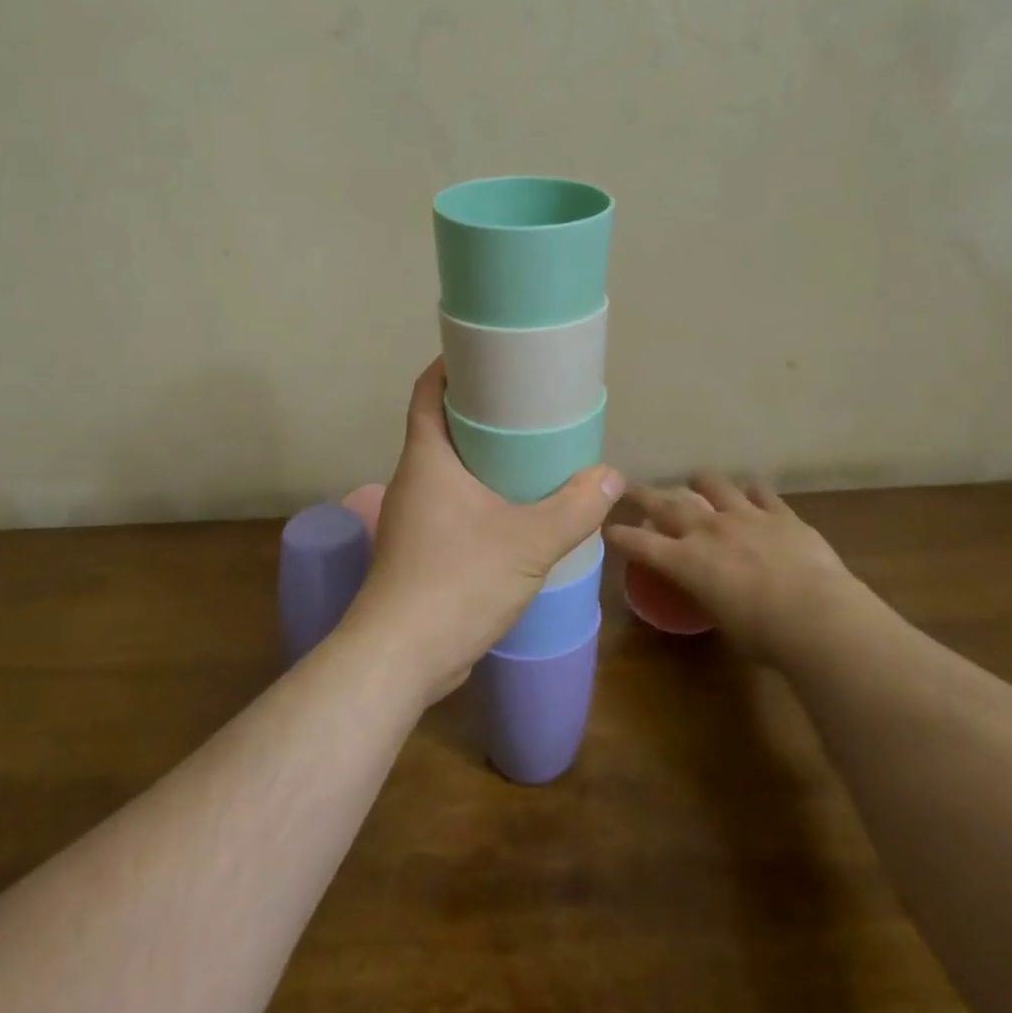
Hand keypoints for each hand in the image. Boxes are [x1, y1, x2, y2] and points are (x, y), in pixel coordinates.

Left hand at [342, 360, 624, 703]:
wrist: (401, 657)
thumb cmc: (456, 582)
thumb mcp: (528, 542)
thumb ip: (574, 507)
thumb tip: (611, 476)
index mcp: (426, 459)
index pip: (427, 393)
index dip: (450, 366)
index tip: (485, 354)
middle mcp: (413, 481)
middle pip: (441, 429)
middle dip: (479, 413)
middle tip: (527, 406)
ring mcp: (412, 519)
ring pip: (448, 472)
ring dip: (482, 460)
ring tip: (530, 456)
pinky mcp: (420, 552)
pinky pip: (452, 508)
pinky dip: (480, 498)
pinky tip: (515, 513)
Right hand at [605, 473, 875, 660]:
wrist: (818, 617)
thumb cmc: (765, 636)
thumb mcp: (724, 622)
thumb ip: (712, 598)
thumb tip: (714, 594)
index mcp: (686, 562)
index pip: (640, 543)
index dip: (620, 535)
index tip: (608, 528)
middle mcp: (708, 530)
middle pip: (666, 503)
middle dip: (643, 494)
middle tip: (629, 486)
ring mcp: (744, 516)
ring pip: (712, 485)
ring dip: (700, 482)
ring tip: (696, 481)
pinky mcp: (780, 514)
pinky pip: (761, 493)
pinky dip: (752, 493)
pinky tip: (753, 496)